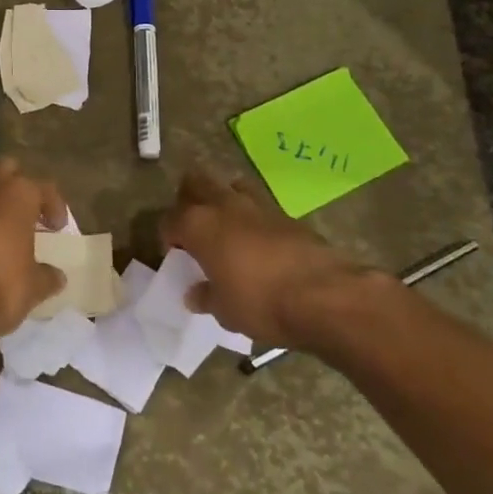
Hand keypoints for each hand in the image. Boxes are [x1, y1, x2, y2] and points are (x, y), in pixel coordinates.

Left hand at [0, 160, 67, 340]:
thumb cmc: (0, 288)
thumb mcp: (34, 287)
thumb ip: (47, 276)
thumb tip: (56, 276)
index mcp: (16, 198)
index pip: (42, 187)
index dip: (54, 205)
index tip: (57, 228)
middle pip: (4, 169)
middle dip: (18, 184)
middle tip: (28, 212)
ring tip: (2, 228)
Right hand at [161, 169, 375, 347]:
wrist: (324, 296)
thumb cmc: (260, 303)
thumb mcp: (224, 310)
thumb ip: (205, 297)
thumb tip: (195, 294)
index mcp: (198, 224)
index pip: (169, 220)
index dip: (168, 238)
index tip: (175, 257)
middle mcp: (223, 205)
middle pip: (196, 183)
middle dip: (189, 200)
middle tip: (194, 229)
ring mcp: (257, 205)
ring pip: (230, 186)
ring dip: (223, 202)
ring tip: (227, 231)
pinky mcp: (287, 215)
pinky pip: (260, 207)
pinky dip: (253, 219)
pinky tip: (259, 246)